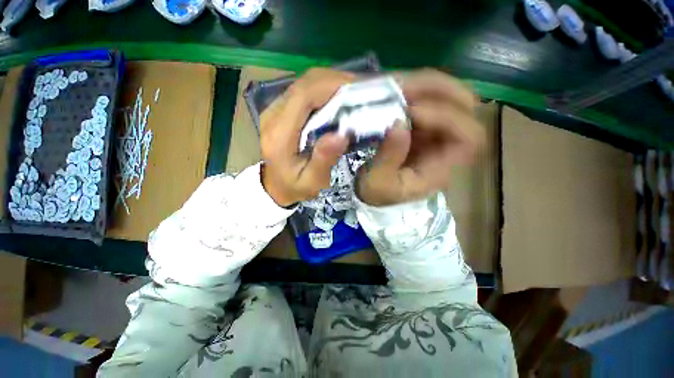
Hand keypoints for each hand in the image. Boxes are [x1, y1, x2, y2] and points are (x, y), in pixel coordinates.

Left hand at [260, 68, 353, 206]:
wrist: (275, 186)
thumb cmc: (295, 187)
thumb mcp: (312, 181)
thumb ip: (324, 160)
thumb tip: (341, 135)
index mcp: (279, 135)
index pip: (303, 97)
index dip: (330, 87)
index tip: (357, 89)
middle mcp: (273, 115)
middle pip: (304, 85)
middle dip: (334, 81)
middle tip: (361, 89)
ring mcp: (275, 109)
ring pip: (305, 84)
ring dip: (330, 83)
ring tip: (354, 91)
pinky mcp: (281, 109)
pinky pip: (305, 91)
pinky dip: (324, 90)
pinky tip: (339, 97)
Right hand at [356, 69, 484, 206]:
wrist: (372, 193)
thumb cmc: (375, 193)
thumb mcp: (377, 183)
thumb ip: (388, 158)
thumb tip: (398, 124)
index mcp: (440, 170)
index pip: (468, 138)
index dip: (447, 118)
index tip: (411, 112)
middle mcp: (445, 150)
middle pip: (468, 113)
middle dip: (443, 94)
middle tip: (409, 90)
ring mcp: (434, 137)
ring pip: (452, 102)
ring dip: (430, 89)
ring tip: (402, 87)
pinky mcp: (421, 131)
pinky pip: (431, 104)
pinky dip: (418, 93)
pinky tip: (400, 93)